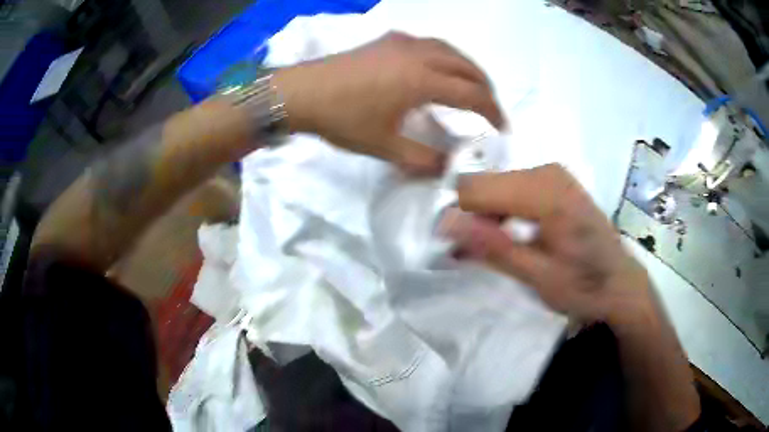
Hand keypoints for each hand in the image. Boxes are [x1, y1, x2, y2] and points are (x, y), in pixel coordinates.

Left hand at [273, 32, 504, 174]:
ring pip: (450, 50)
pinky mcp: (388, 40)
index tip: (502, 128)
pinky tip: (438, 68)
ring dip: (467, 68)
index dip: (492, 112)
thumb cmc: (342, 119)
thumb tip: (448, 168)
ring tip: (471, 86)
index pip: (472, 95)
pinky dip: (445, 56)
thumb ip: (422, 159)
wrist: (302, 92)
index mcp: (422, 80)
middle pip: (467, 67)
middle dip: (485, 88)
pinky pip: (429, 44)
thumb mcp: (384, 147)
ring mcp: (403, 43)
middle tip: (490, 109)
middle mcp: (419, 54)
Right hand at [442, 164, 653, 323]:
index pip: (476, 188)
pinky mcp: (554, 181)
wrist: (620, 283)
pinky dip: (502, 211)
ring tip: (495, 248)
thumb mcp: (539, 276)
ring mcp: (551, 173)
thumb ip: (493, 247)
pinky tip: (510, 235)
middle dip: (472, 216)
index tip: (454, 248)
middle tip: (476, 253)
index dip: (457, 217)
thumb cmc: (585, 285)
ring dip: (486, 216)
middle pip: (484, 182)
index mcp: (546, 191)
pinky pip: (511, 187)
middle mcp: (546, 170)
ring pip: (495, 185)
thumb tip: (445, 224)